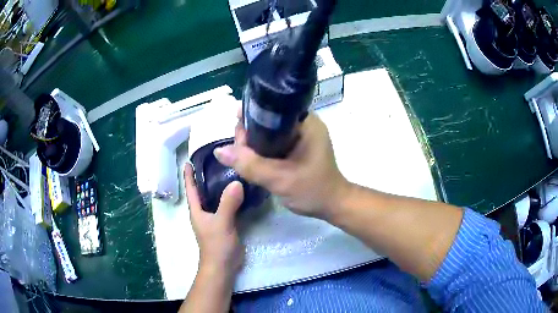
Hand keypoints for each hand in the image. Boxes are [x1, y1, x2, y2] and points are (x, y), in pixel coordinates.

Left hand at [183, 164, 244, 276]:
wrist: (223, 265)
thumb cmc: (216, 244)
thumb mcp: (221, 223)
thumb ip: (228, 204)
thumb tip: (237, 182)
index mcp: (196, 210)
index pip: (191, 189)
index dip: (188, 175)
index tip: (188, 160)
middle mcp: (203, 212)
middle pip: (202, 190)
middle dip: (205, 176)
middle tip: (216, 160)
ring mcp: (214, 218)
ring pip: (215, 198)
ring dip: (219, 186)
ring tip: (229, 171)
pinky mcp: (225, 223)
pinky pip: (226, 205)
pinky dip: (231, 197)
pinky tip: (240, 191)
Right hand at [214, 113, 350, 219]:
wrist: (332, 205)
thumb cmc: (313, 190)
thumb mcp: (280, 179)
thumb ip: (250, 165)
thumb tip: (219, 151)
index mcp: (305, 123)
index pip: (271, 109)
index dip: (250, 118)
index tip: (237, 135)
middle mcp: (303, 124)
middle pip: (267, 119)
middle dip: (249, 133)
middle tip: (239, 152)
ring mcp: (301, 135)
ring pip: (268, 131)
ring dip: (253, 142)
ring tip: (242, 156)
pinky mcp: (297, 146)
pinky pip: (273, 141)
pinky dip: (261, 149)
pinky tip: (251, 158)